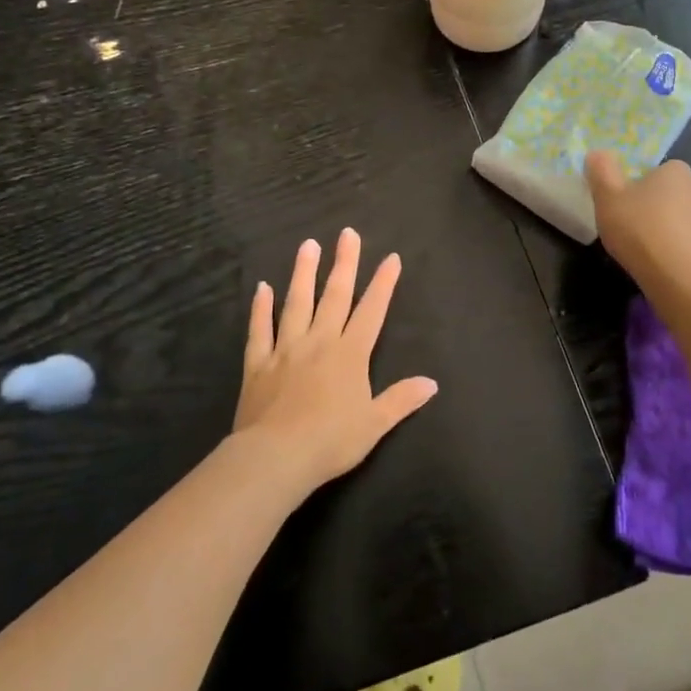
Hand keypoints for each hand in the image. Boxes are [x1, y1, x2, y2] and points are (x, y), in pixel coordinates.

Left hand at [233, 228, 437, 494]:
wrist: (276, 456)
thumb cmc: (331, 441)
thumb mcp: (375, 424)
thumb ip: (401, 399)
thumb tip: (431, 383)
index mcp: (350, 354)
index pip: (371, 311)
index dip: (383, 284)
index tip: (390, 257)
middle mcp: (319, 342)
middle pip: (334, 296)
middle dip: (344, 264)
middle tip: (347, 234)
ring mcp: (286, 349)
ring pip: (296, 303)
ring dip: (303, 274)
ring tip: (307, 246)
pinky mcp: (258, 363)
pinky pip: (260, 330)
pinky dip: (260, 308)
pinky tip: (261, 288)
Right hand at [585, 151, 690, 292]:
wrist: (684, 280)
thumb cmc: (641, 232)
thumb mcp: (607, 199)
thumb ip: (601, 172)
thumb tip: (598, 153)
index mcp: (676, 173)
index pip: (661, 171)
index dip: (643, 186)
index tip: (627, 205)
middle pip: (675, 195)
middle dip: (659, 208)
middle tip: (634, 229)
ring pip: (688, 220)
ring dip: (673, 230)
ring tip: (651, 253)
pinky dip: (685, 252)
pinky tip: (669, 269)